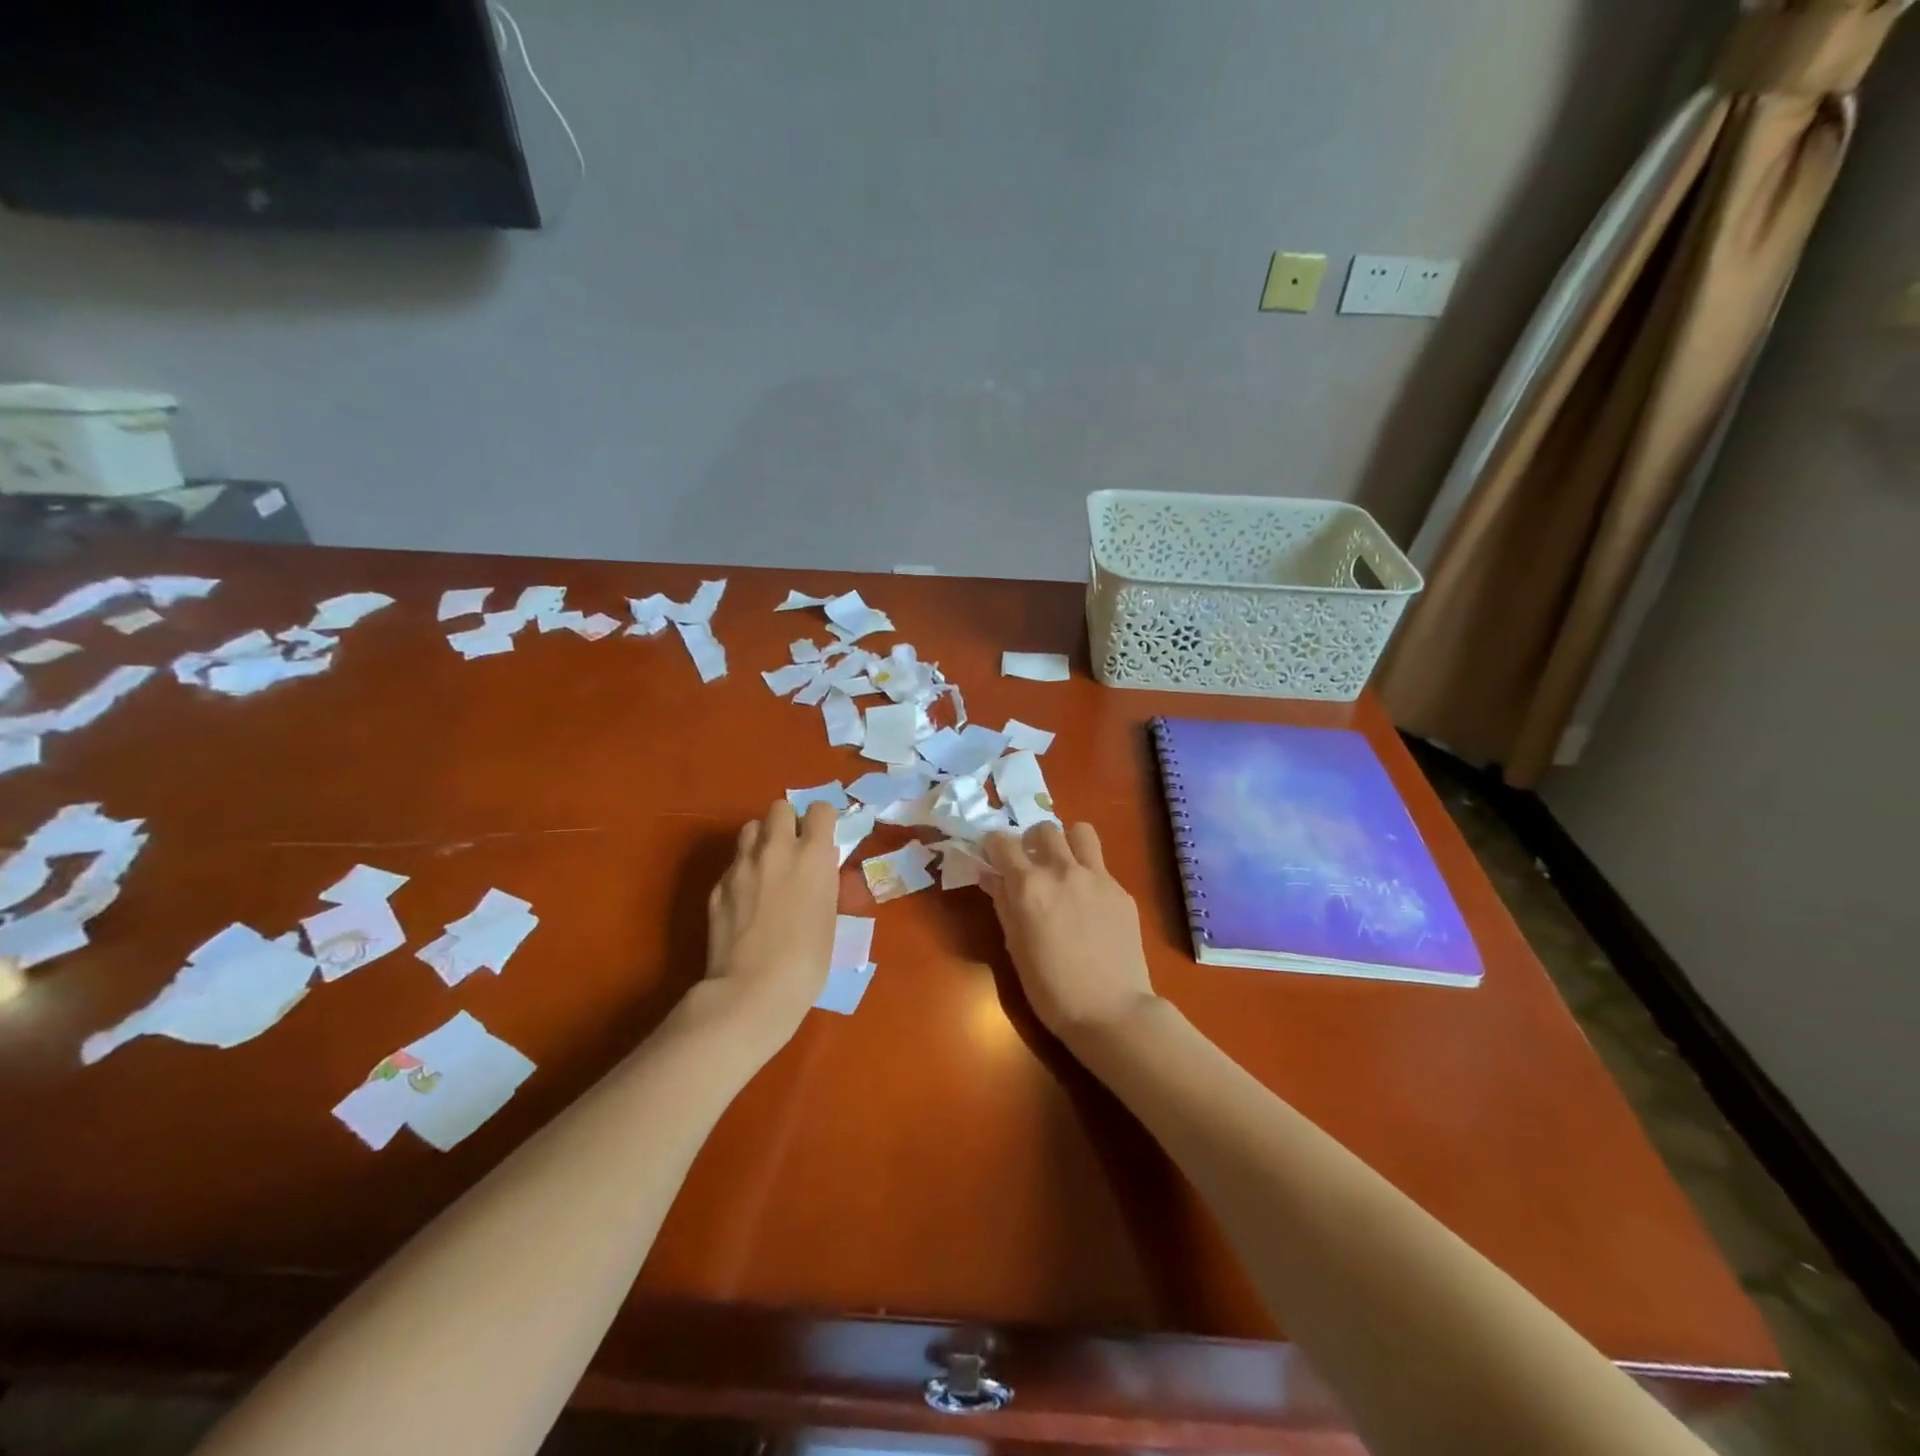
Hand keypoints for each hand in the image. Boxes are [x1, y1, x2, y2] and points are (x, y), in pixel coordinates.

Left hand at [702, 800, 839, 1046]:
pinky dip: (743, 872)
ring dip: (762, 839)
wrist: (752, 991)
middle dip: (788, 821)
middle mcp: (775, 850)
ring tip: (768, 867)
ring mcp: (741, 866)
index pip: (819, 810)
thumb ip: (824, 881)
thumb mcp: (829, 916)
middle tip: (794, 849)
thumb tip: (821, 863)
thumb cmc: (807, 961)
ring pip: (750, 829)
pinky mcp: (717, 886)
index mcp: (811, 855)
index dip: (823, 820)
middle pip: (779, 808)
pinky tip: (747, 901)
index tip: (824, 837)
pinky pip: (733, 864)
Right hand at [981, 822, 1158, 1043]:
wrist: (1111, 1011)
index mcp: (1029, 885)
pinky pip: (1101, 866)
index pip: (1002, 842)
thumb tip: (991, 877)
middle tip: (1030, 864)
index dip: (992, 845)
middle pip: (1044, 829)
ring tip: (1064, 866)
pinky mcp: (1121, 891)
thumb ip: (1003, 904)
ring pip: (1080, 832)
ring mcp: (1097, 877)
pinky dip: (1089, 874)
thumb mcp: (1015, 947)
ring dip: (1067, 843)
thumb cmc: (1051, 989)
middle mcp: (1062, 870)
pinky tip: (1089, 904)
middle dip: (1031, 841)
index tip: (991, 856)